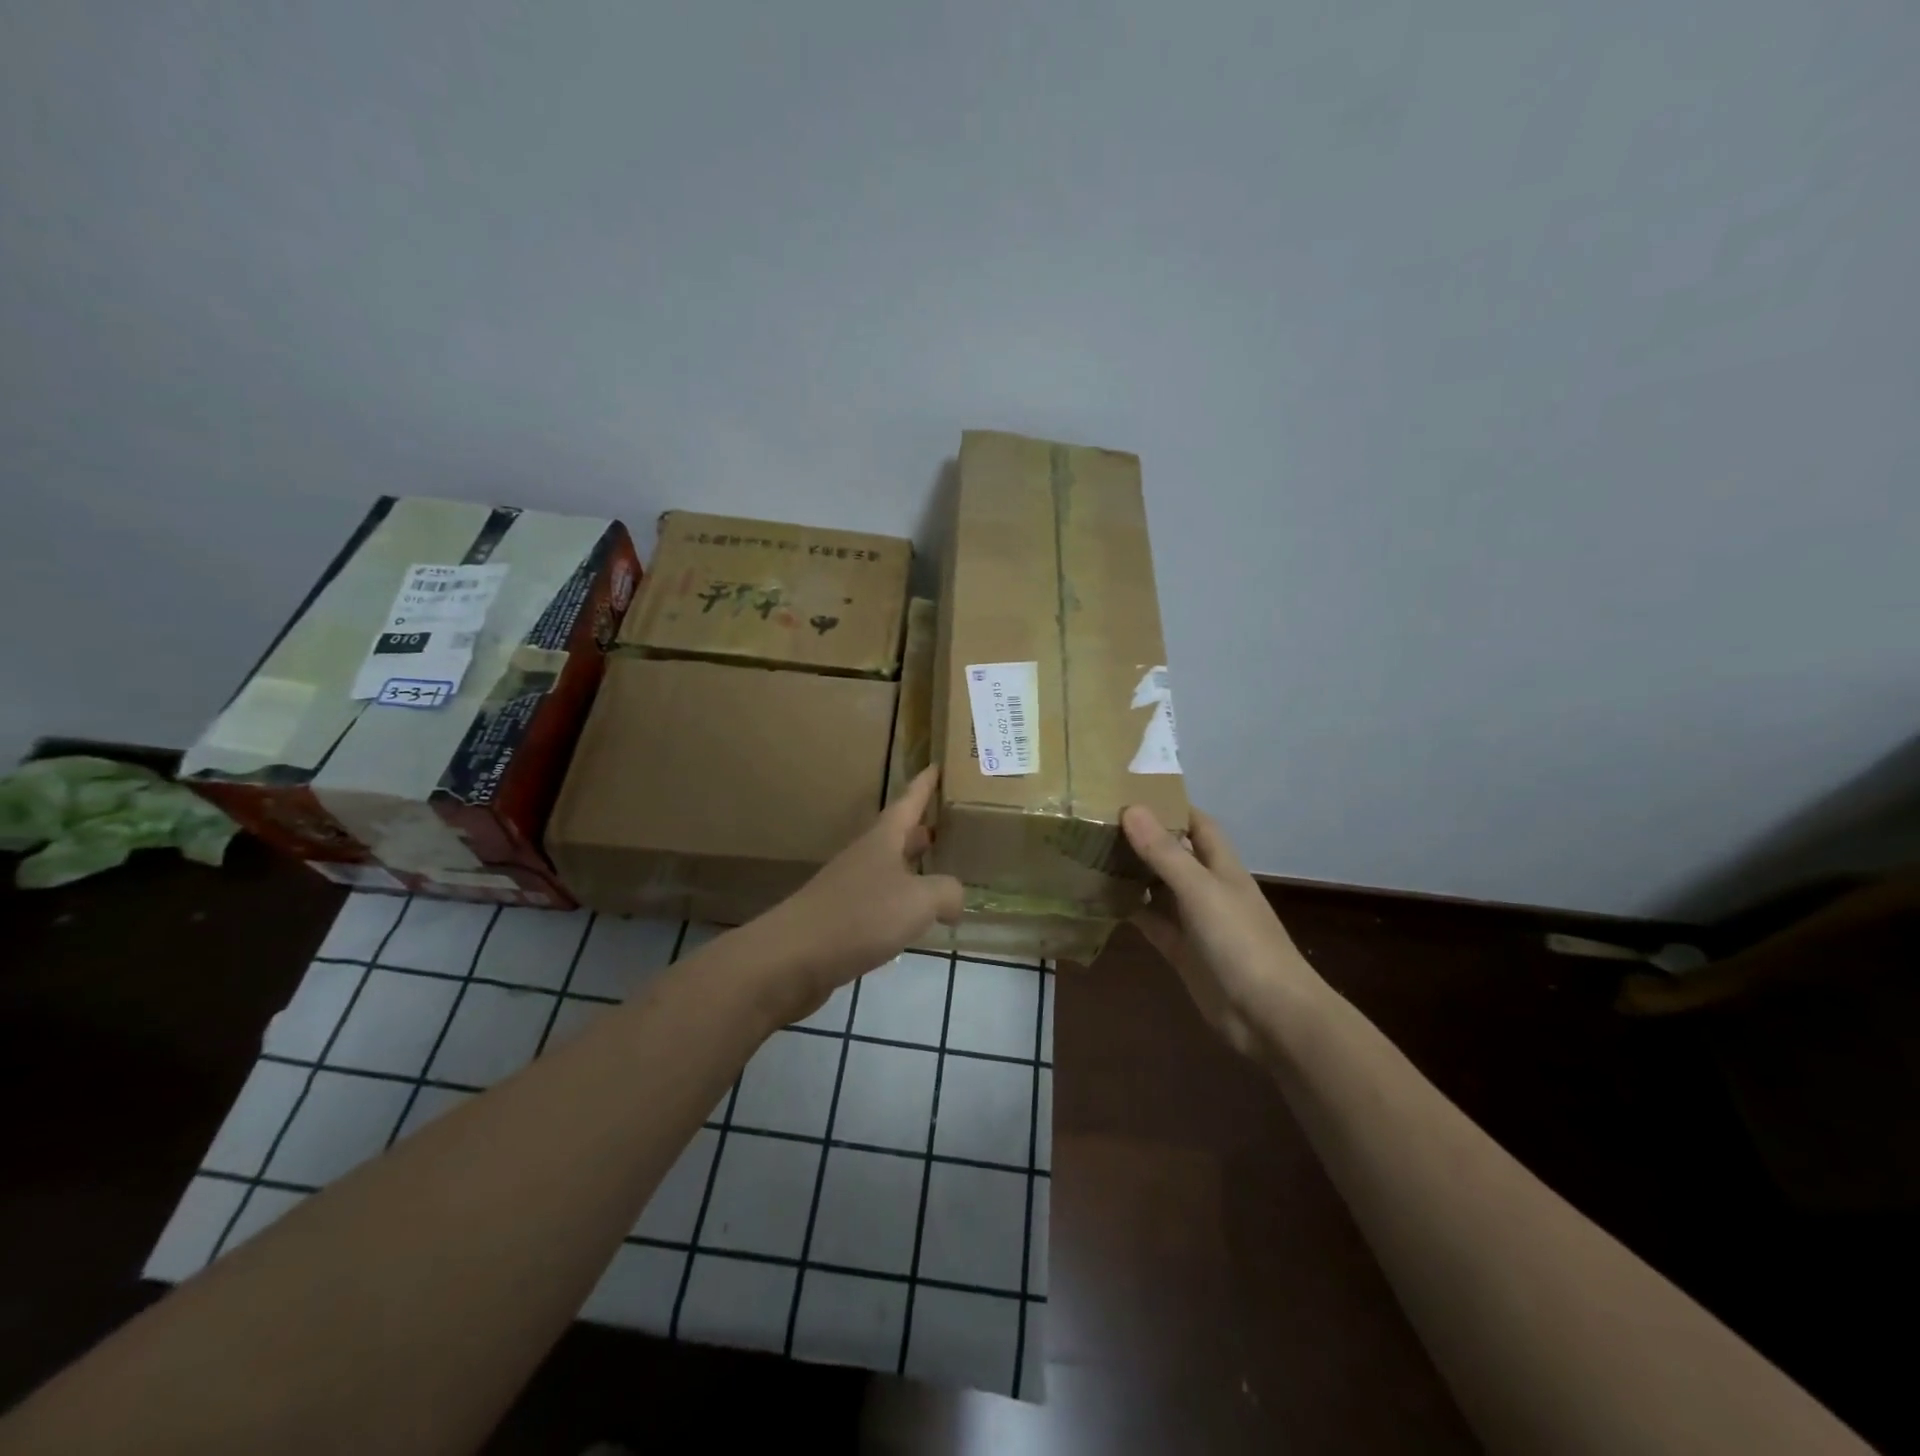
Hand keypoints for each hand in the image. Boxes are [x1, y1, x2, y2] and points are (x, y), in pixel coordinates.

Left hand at [758, 767, 963, 1020]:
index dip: (924, 785)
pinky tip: (913, 920)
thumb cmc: (860, 916)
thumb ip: (946, 893)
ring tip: (939, 871)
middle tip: (950, 824)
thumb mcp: (918, 900)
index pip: (908, 803)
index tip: (938, 765)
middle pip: (897, 835)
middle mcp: (865, 858)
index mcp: (882, 841)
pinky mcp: (842, 921)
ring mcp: (850, 889)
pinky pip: (880, 903)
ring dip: (912, 867)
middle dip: (922, 829)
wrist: (793, 958)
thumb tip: (956, 898)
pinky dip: (901, 904)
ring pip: (889, 869)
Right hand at [1121, 805, 1312, 1057]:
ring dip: (1131, 873)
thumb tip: (1132, 808)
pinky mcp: (1181, 950)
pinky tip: (1099, 900)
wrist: (1268, 1014)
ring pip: (1157, 887)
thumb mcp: (1200, 891)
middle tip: (1096, 823)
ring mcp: (1194, 920)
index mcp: (1220, 866)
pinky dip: (1129, 910)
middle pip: (1172, 853)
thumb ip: (1165, 852)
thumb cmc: (1241, 942)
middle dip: (1141, 838)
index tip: (1129, 793)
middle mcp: (1206, 887)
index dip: (1169, 806)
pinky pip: (1151, 921)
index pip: (1196, 823)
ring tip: (1089, 854)